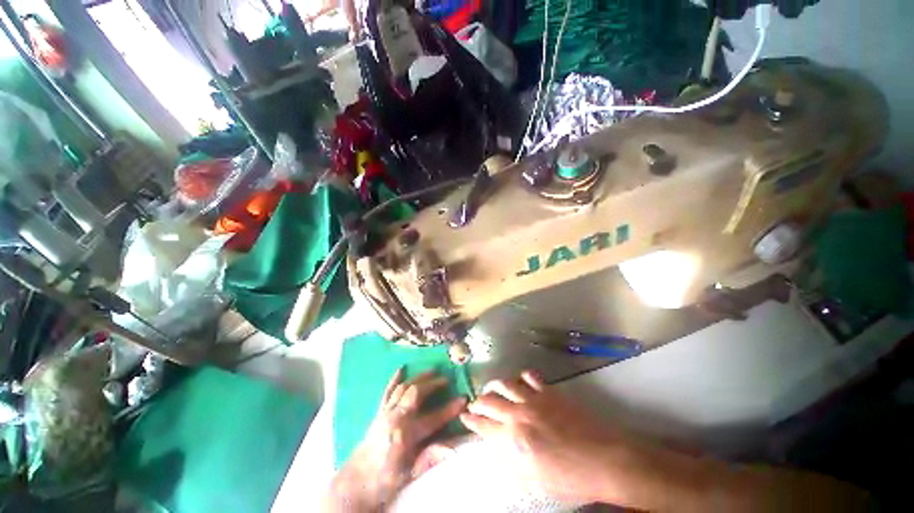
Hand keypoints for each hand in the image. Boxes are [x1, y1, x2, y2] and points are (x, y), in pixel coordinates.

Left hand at [324, 369, 466, 511]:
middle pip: (416, 393)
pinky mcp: (378, 412)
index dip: (449, 410)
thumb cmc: (384, 481)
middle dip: (433, 384)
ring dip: (419, 377)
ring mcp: (385, 413)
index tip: (462, 400)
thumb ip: (430, 458)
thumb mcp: (409, 474)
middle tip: (446, 378)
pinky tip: (401, 368)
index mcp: (404, 436)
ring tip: (432, 370)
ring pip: (403, 388)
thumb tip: (452, 449)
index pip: (432, 419)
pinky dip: (394, 379)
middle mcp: (394, 419)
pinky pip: (387, 392)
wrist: (355, 482)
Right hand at [460, 371, 628, 503]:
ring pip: (506, 383)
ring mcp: (534, 399)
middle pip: (490, 401)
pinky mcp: (549, 391)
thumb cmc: (569, 478)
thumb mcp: (535, 481)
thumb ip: (511, 463)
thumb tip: (496, 449)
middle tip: (475, 402)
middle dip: (478, 401)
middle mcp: (518, 414)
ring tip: (492, 387)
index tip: (464, 415)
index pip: (483, 426)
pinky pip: (531, 376)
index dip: (471, 420)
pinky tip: (521, 379)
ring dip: (495, 384)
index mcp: (512, 440)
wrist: (603, 459)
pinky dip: (523, 376)